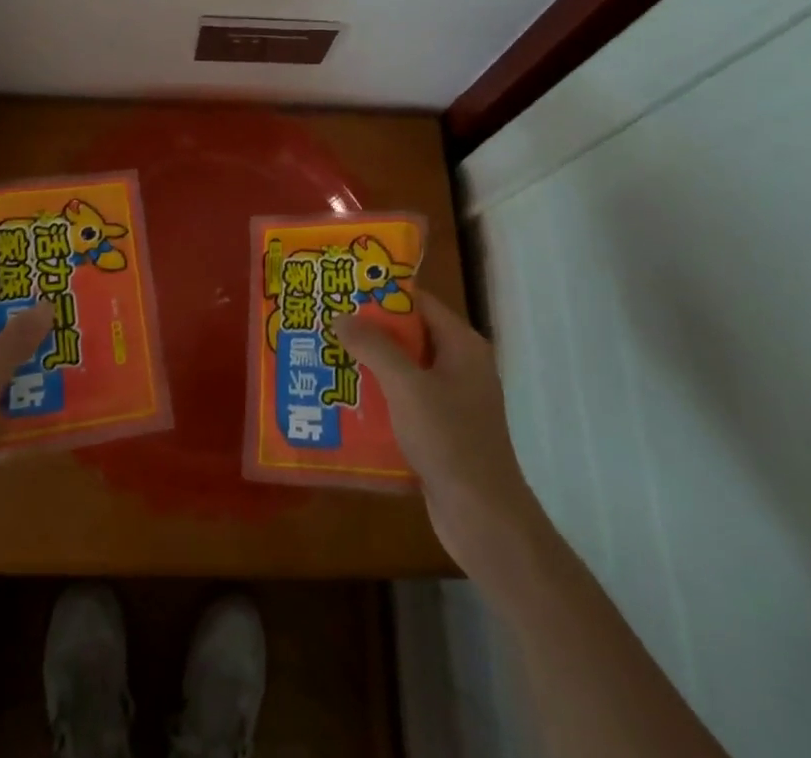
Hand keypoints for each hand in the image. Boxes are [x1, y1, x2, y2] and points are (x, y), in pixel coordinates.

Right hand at [336, 289, 534, 572]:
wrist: (484, 520)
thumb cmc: (450, 441)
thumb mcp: (407, 387)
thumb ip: (374, 347)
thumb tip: (342, 316)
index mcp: (462, 346)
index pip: (419, 303)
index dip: (383, 295)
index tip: (344, 290)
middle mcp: (460, 367)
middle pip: (409, 336)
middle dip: (369, 332)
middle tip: (326, 324)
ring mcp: (452, 402)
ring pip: (404, 372)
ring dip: (370, 367)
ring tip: (327, 359)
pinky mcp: (442, 432)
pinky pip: (405, 403)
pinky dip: (379, 400)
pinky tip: (344, 403)